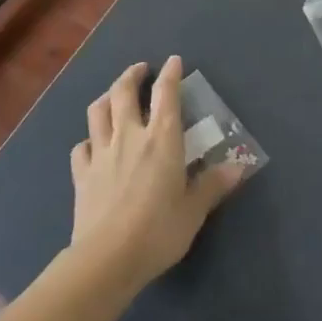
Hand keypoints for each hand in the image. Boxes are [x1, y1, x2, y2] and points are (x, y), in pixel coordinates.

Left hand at [70, 56, 245, 282]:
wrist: (107, 259)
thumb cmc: (158, 230)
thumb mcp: (194, 210)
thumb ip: (214, 185)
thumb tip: (239, 166)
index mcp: (162, 139)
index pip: (166, 95)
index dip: (171, 74)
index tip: (174, 61)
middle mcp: (130, 136)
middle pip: (123, 93)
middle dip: (132, 75)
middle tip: (141, 69)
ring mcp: (101, 153)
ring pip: (98, 111)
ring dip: (106, 96)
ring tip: (113, 95)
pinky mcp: (81, 174)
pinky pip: (81, 146)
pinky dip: (89, 138)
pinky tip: (93, 144)